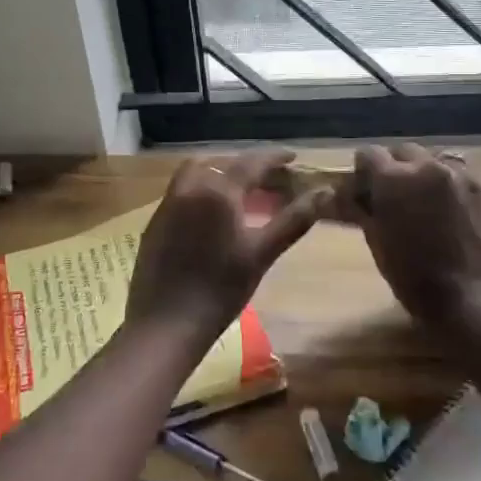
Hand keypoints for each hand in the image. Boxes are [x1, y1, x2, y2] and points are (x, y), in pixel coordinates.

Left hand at [126, 150, 330, 341]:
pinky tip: (215, 211)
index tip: (293, 157)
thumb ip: (294, 219)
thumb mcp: (261, 254)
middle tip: (271, 178)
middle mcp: (189, 187)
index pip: (251, 163)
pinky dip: (202, 188)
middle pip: (223, 163)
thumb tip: (325, 192)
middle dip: (248, 165)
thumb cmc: (220, 290)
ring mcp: (168, 203)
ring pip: (197, 172)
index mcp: (217, 191)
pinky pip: (182, 189)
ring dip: (221, 172)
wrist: (165, 323)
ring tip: (243, 190)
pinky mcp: (156, 221)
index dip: (274, 158)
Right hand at [351, 143, 480, 318]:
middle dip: (398, 168)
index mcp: (393, 178)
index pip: (369, 153)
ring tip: (431, 201)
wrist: (468, 297)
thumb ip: (361, 208)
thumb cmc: (411, 274)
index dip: (365, 169)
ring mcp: (462, 174)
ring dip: (429, 175)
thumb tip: (344, 194)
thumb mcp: (376, 239)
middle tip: (399, 194)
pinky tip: (458, 211)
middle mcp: (427, 166)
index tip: (367, 186)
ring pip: (438, 160)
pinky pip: (466, 177)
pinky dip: (458, 189)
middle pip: (405, 151)